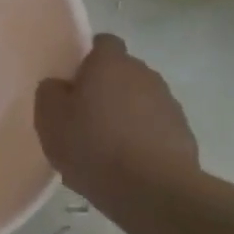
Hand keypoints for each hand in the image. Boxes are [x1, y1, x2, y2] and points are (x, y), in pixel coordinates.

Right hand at [35, 34, 198, 205]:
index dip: (87, 60)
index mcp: (110, 62)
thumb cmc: (93, 146)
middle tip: (84, 119)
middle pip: (121, 73)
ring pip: (139, 101)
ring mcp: (168, 102)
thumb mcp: (50, 119)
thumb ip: (50, 92)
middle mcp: (143, 73)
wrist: (153, 190)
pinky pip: (155, 128)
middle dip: (105, 90)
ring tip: (106, 149)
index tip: (74, 85)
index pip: (102, 43)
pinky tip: (128, 166)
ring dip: (125, 116)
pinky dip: (143, 139)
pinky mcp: (183, 132)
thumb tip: (60, 86)